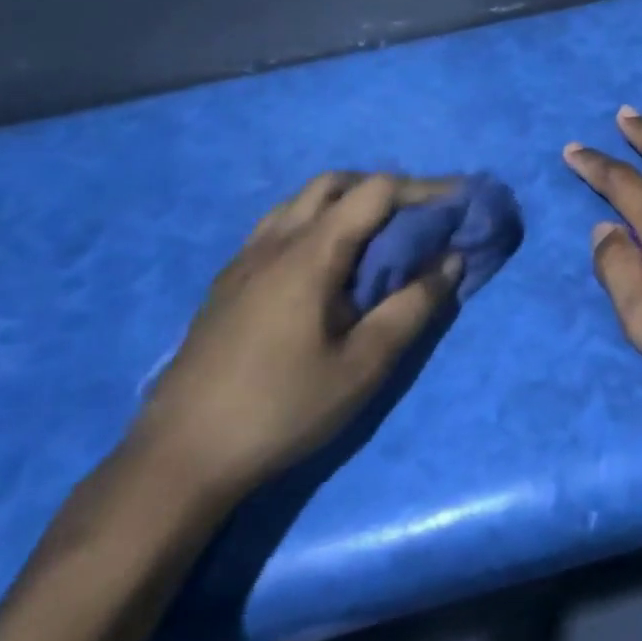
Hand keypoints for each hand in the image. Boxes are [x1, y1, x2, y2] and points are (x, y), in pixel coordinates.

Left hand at [129, 173, 460, 500]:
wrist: (180, 456)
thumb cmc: (282, 408)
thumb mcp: (364, 365)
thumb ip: (412, 307)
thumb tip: (451, 260)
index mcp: (309, 254)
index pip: (375, 192)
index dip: (424, 189)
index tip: (460, 202)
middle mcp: (273, 241)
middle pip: (334, 184)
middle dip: (385, 189)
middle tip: (420, 217)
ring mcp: (244, 259)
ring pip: (301, 202)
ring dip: (348, 202)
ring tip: (379, 236)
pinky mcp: (228, 282)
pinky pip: (279, 227)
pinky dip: (318, 222)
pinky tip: (328, 265)